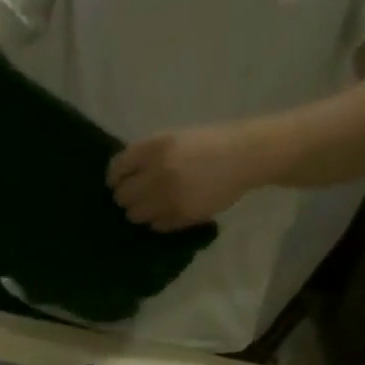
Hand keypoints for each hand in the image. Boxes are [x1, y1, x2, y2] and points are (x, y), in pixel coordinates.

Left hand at [107, 123, 273, 231]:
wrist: (248, 155)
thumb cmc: (210, 143)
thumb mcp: (175, 139)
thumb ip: (146, 157)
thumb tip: (119, 180)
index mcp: (156, 147)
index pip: (117, 170)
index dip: (116, 178)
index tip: (120, 181)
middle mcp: (158, 172)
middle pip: (121, 197)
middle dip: (127, 196)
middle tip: (139, 194)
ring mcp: (168, 197)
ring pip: (134, 215)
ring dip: (142, 210)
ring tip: (157, 202)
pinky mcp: (179, 216)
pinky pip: (155, 225)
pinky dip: (160, 220)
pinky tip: (172, 208)